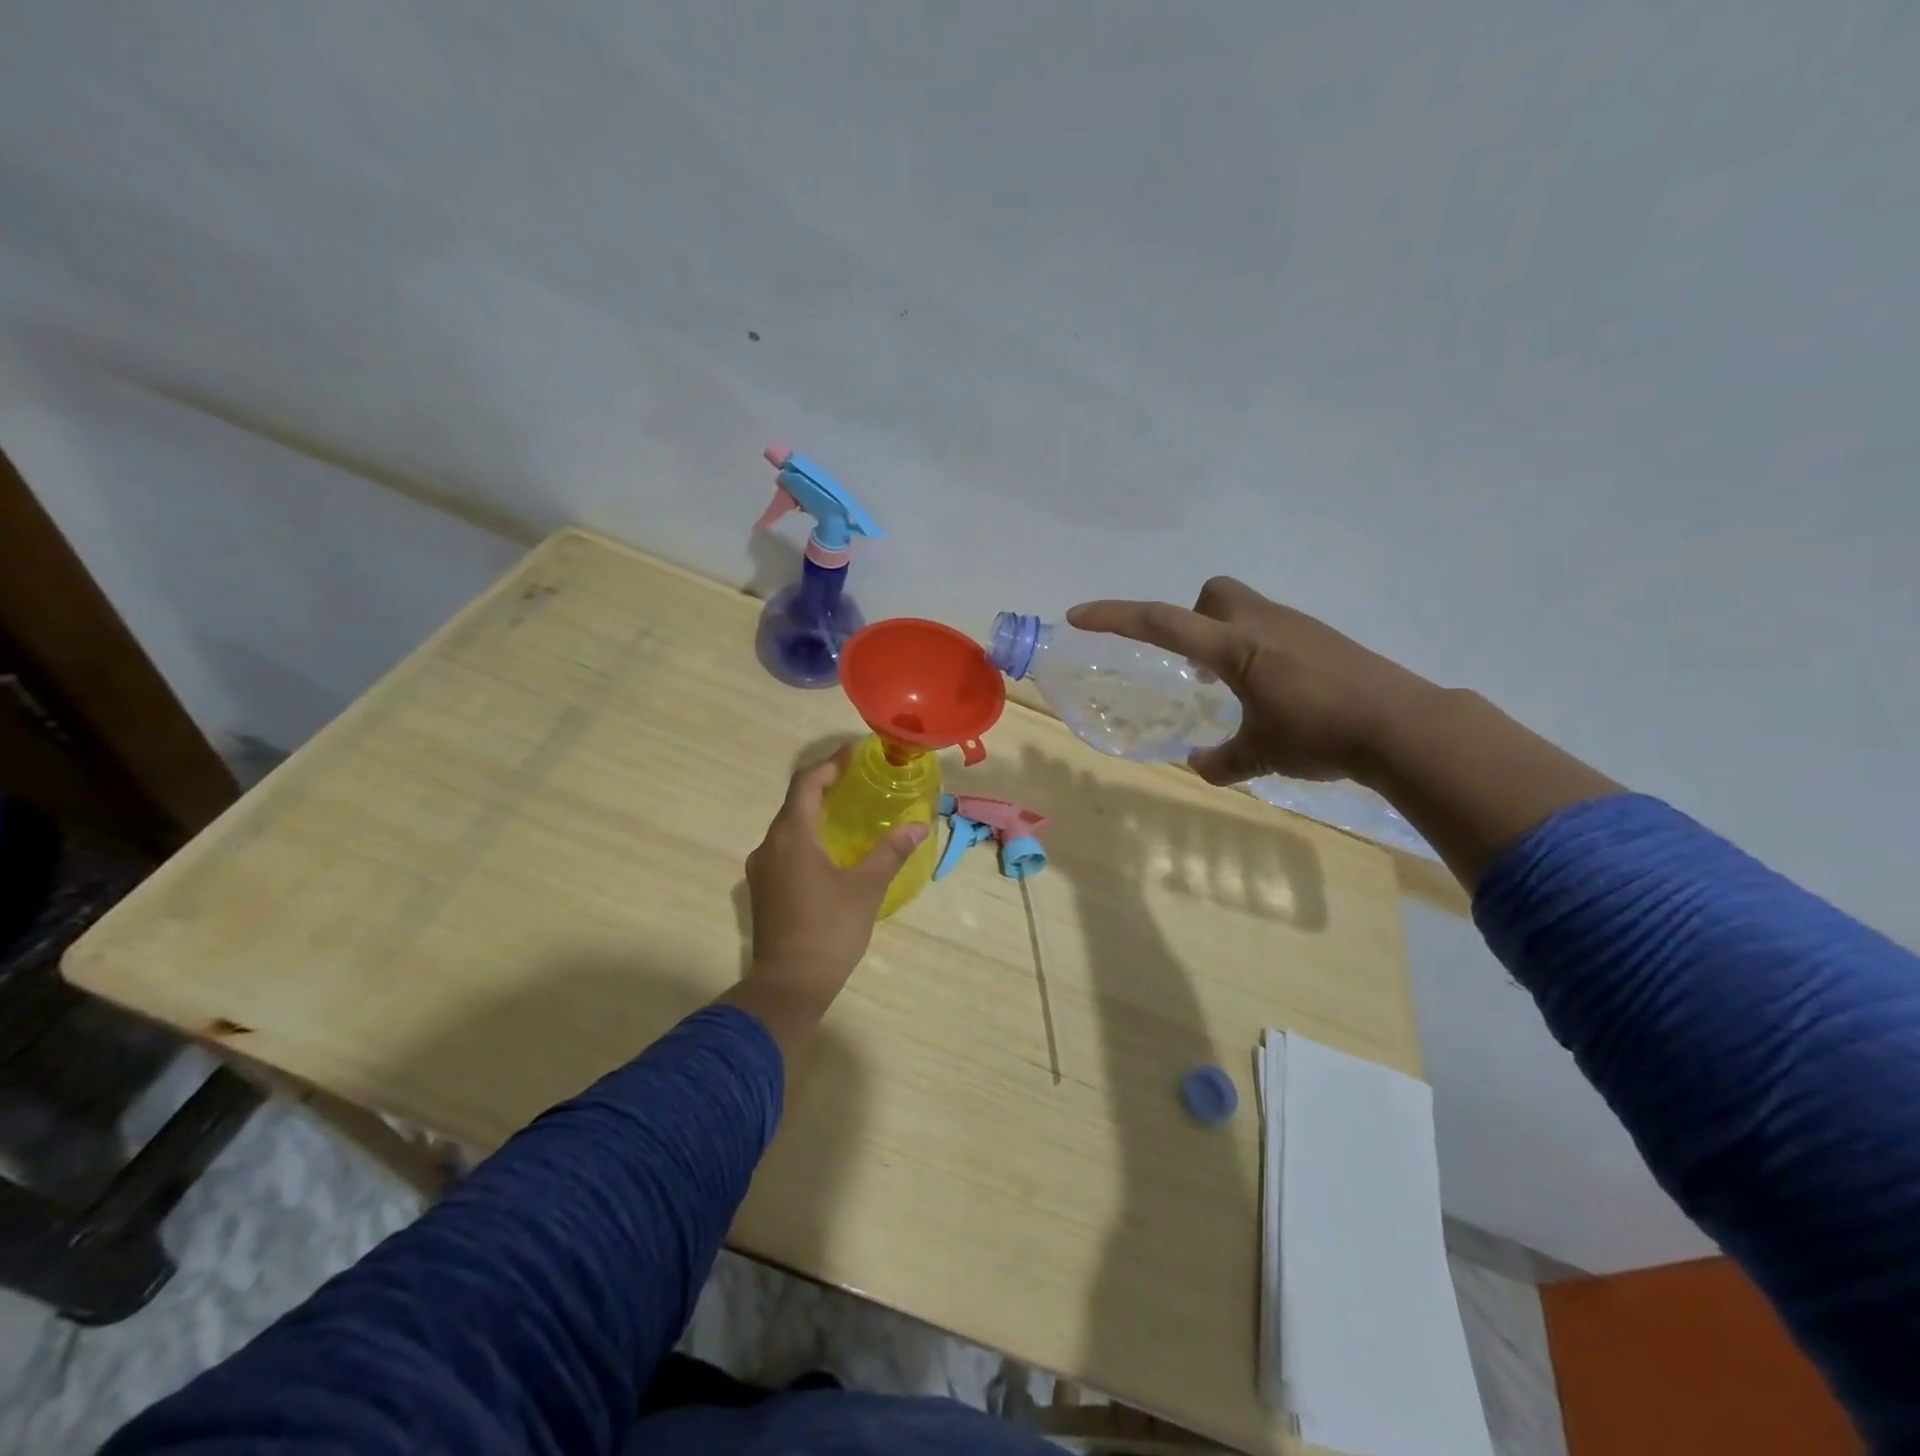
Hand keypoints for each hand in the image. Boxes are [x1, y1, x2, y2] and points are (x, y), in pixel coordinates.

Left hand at [726, 751, 926, 1051]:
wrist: (788, 985)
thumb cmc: (829, 930)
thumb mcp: (867, 888)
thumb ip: (891, 852)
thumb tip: (917, 826)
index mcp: (791, 836)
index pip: (806, 783)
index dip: (829, 764)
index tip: (854, 754)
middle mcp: (769, 845)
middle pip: (795, 802)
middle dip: (824, 786)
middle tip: (857, 780)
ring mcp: (762, 868)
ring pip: (788, 827)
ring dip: (815, 813)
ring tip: (848, 812)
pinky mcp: (763, 889)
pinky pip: (785, 848)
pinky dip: (807, 837)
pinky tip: (830, 851)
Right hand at [1067, 577, 1435, 788]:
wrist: (1405, 725)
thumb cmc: (1322, 735)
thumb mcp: (1263, 755)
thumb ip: (1222, 761)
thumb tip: (1199, 764)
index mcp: (1236, 648)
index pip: (1163, 623)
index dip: (1116, 617)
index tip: (1079, 615)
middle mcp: (1262, 625)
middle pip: (1211, 595)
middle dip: (1191, 621)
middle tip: (1194, 667)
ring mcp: (1296, 627)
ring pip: (1243, 609)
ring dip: (1224, 638)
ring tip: (1231, 687)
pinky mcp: (1321, 638)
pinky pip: (1271, 628)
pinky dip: (1256, 650)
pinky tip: (1273, 692)